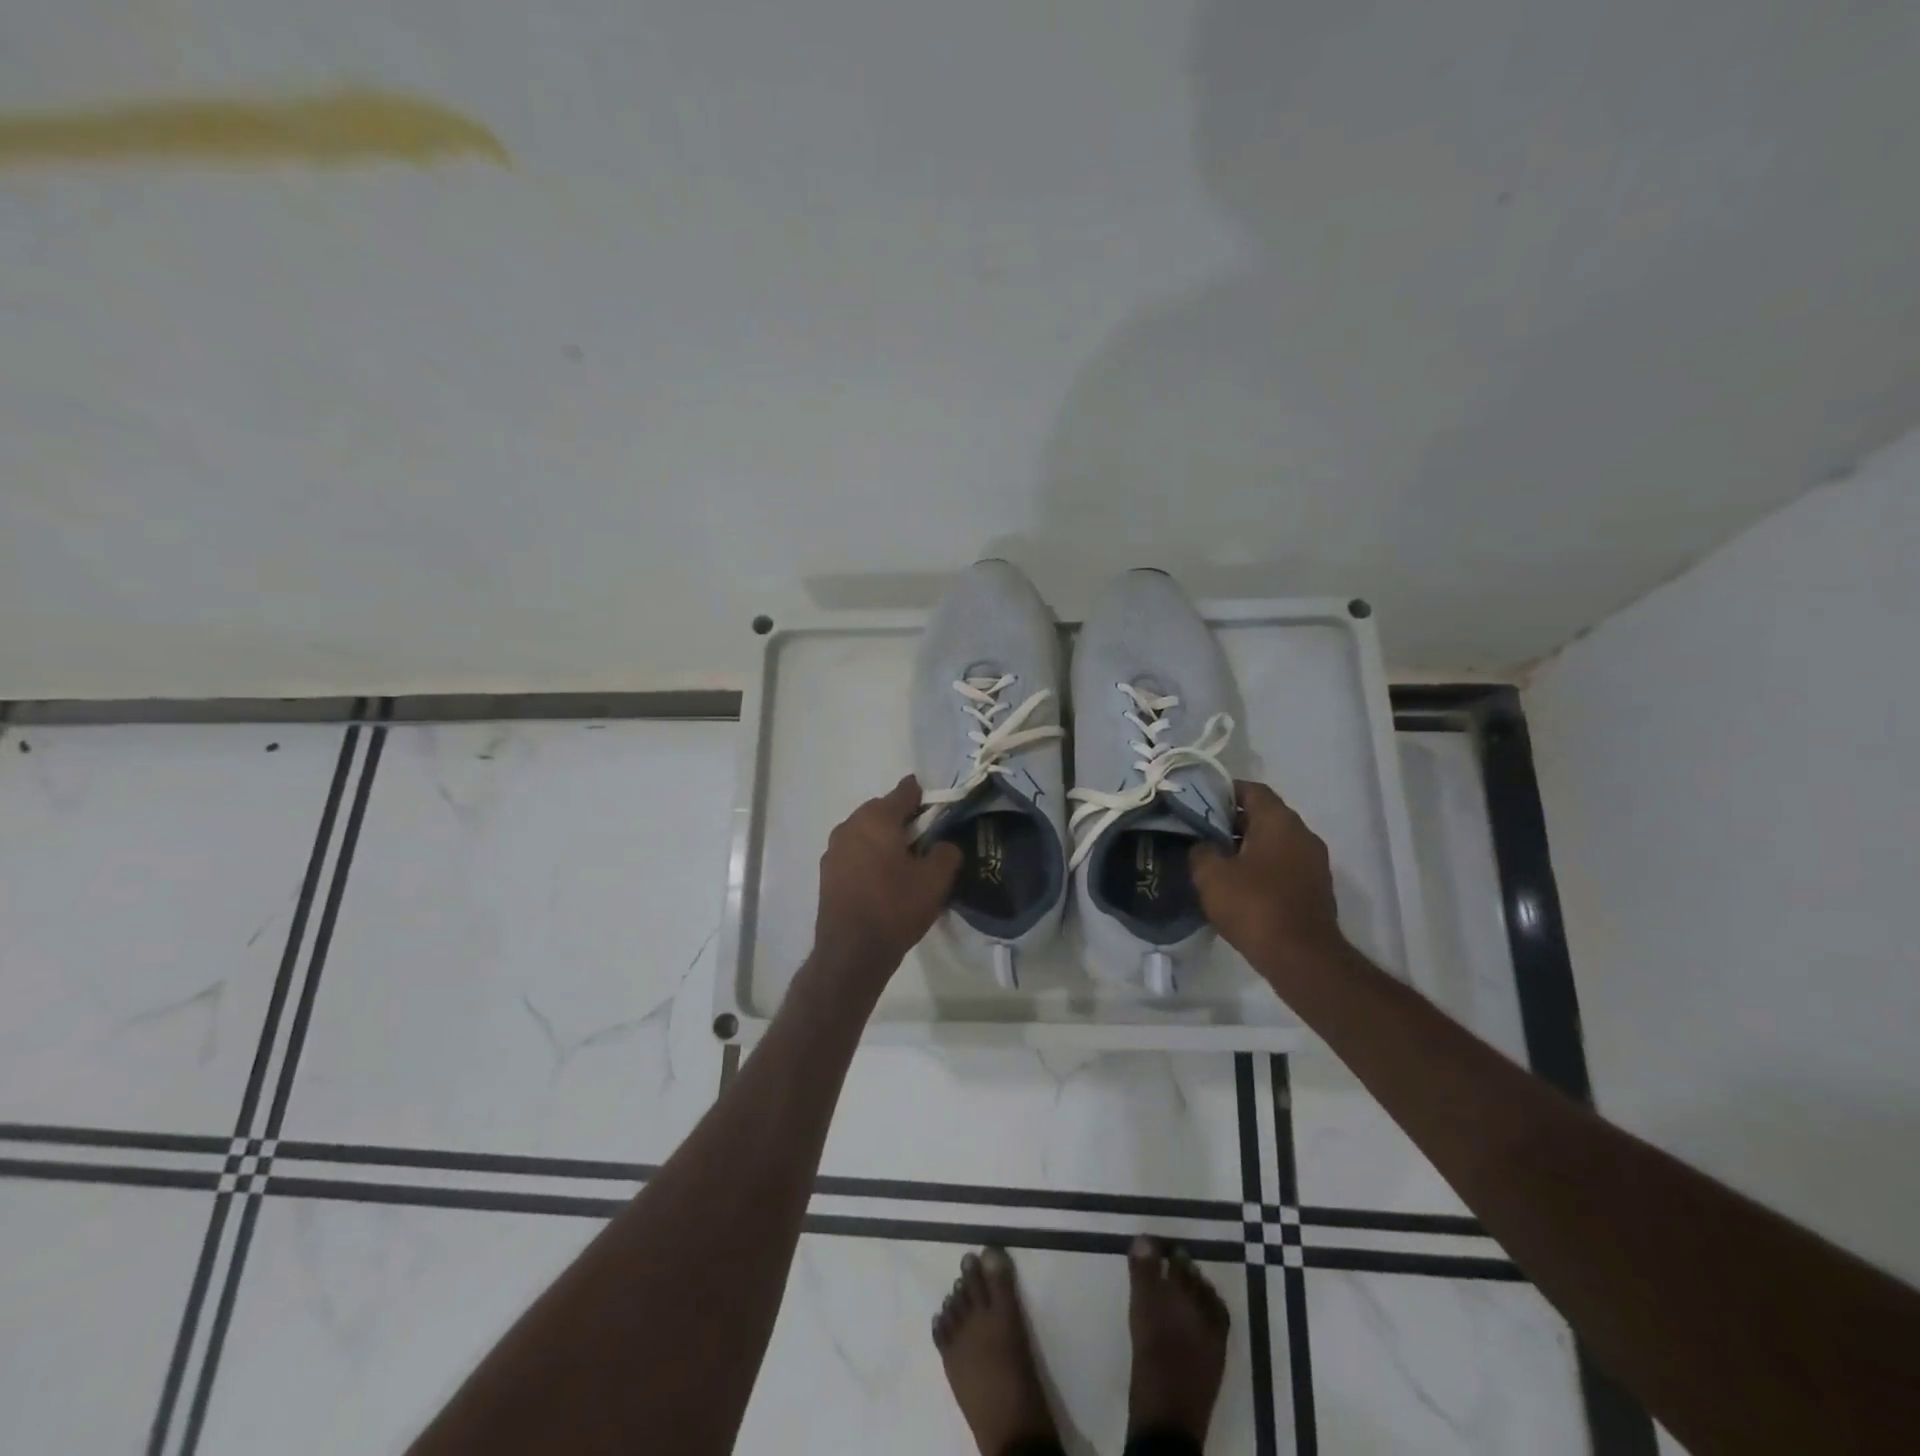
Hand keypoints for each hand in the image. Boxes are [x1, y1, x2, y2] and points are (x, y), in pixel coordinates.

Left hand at [812, 776, 961, 987]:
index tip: (940, 810)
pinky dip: (869, 857)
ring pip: (866, 832)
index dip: (925, 797)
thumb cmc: (895, 908)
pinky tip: (883, 880)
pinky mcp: (827, 872)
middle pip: (883, 810)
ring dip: (884, 839)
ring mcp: (834, 849)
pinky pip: (854, 852)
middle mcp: (850, 825)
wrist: (851, 953)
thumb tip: (944, 845)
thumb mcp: (935, 881)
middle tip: (926, 840)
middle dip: (904, 819)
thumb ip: (947, 853)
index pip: (905, 791)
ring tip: (905, 862)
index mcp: (876, 818)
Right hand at [1190, 781, 1347, 972]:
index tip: (1198, 801)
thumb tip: (1203, 845)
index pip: (1251, 790)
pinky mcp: (1315, 888)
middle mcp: (1302, 834)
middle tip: (1200, 832)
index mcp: (1279, 821)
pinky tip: (1238, 886)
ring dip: (1246, 847)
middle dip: (1231, 821)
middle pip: (1263, 815)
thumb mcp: (1211, 875)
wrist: (1302, 958)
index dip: (1223, 791)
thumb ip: (1201, 850)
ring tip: (1215, 860)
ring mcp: (1313, 862)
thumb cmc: (1254, 906)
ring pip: (1274, 842)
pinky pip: (1283, 865)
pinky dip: (1261, 867)